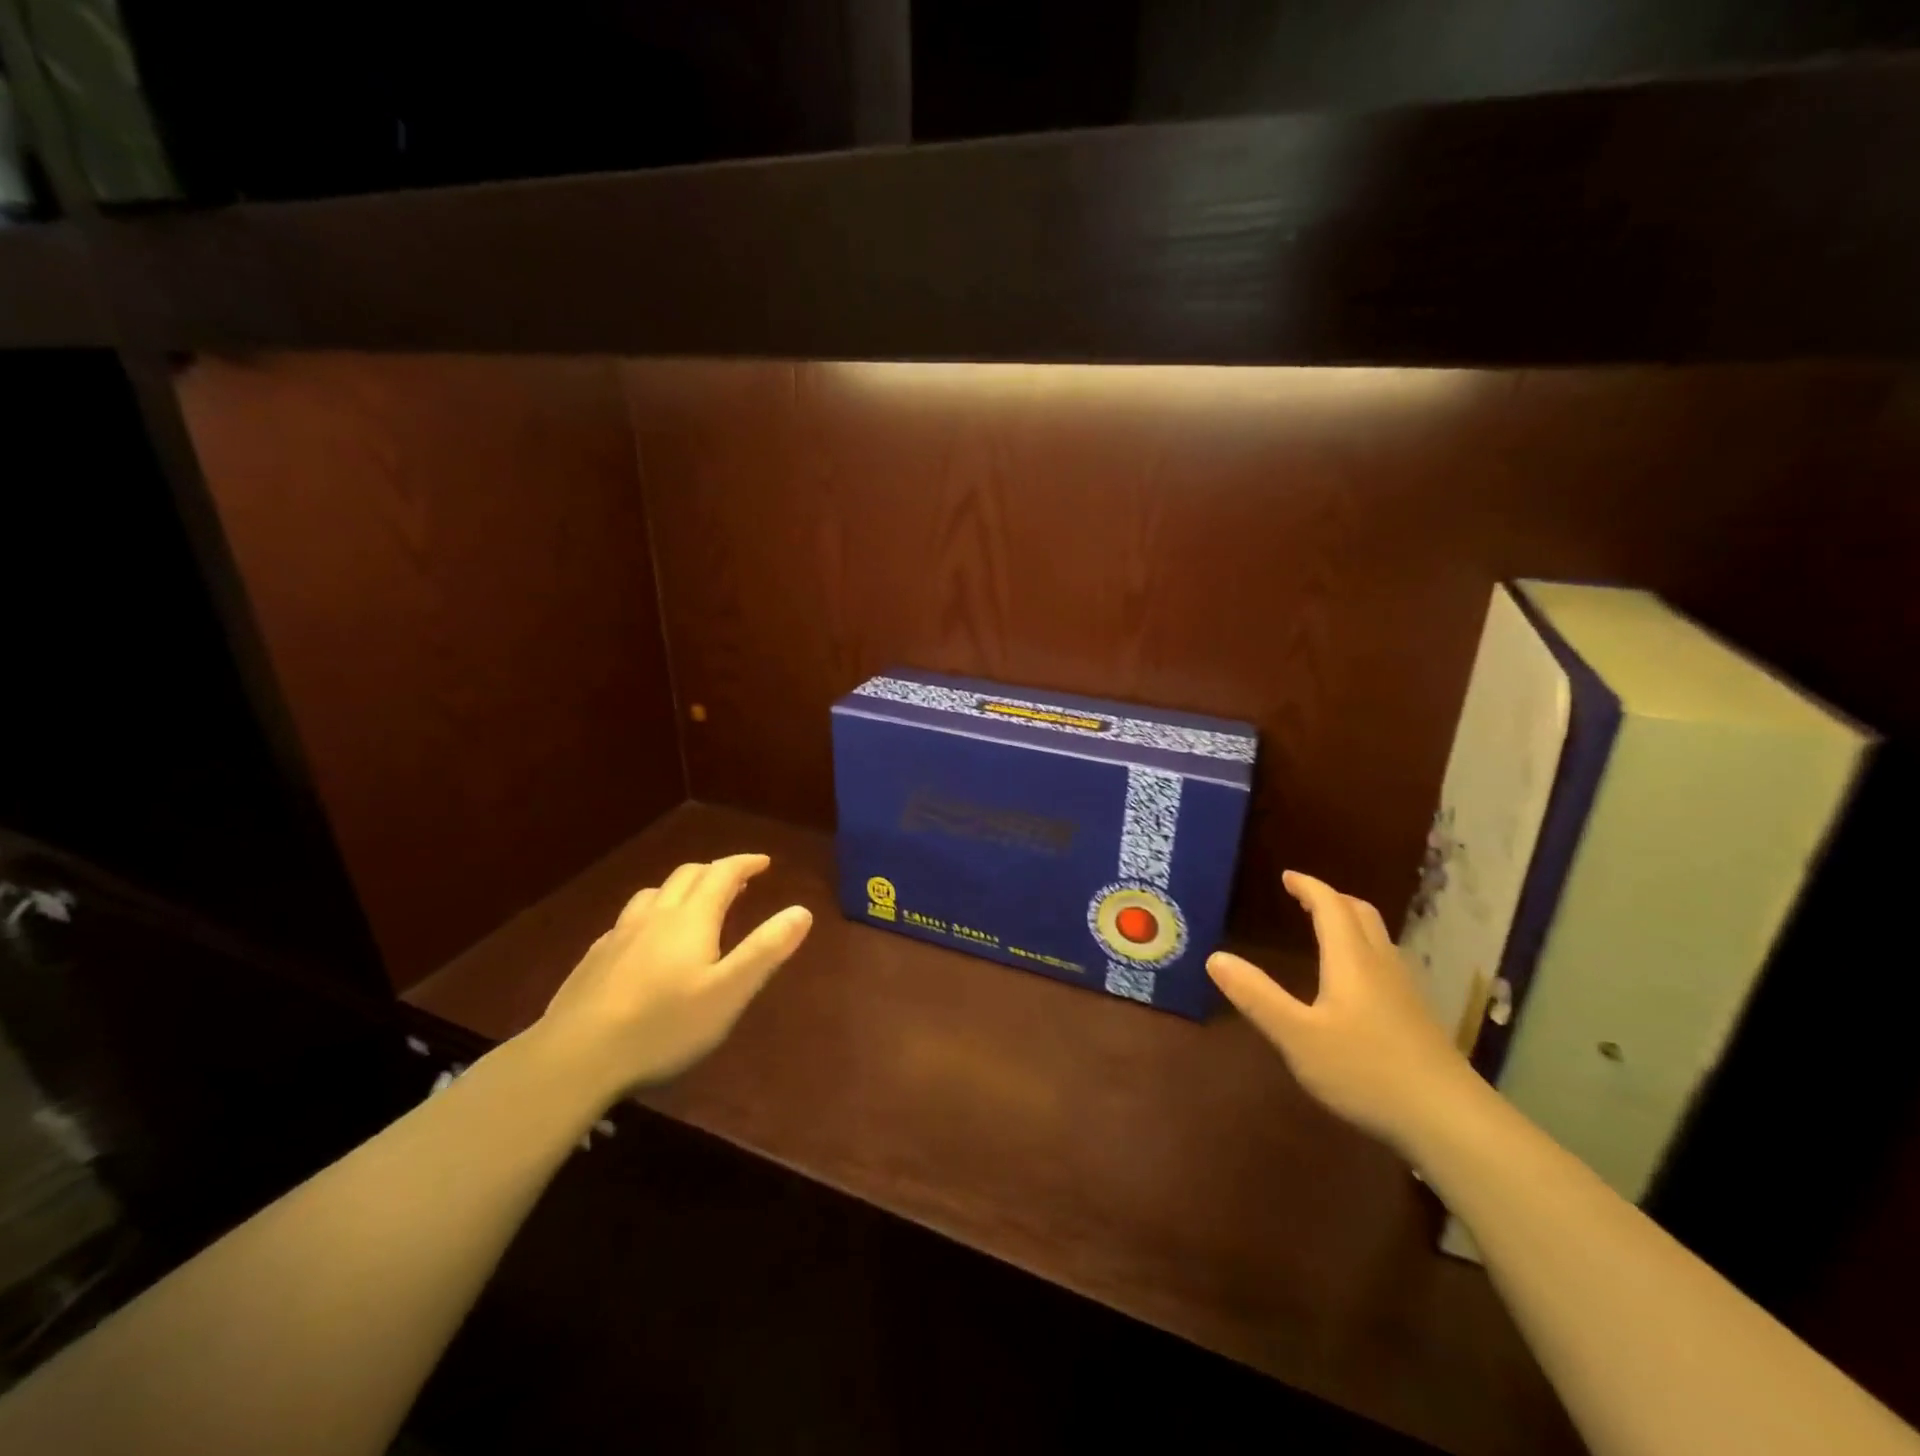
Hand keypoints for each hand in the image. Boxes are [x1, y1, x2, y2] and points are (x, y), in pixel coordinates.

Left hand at [535, 854, 811, 1098]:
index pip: (722, 874)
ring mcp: (620, 935)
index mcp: (691, 919)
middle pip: (687, 876)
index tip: (764, 861)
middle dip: (716, 871)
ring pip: (654, 894)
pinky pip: (629, 920)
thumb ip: (766, 949)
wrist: (575, 1056)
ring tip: (693, 902)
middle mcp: (655, 916)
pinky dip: (651, 915)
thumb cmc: (664, 1025)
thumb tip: (802, 910)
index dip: (745, 863)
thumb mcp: (729, 992)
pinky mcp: (595, 958)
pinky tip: (646, 939)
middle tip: (737, 880)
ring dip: (681, 888)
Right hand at [1208, 870, 1481, 1155]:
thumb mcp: (1297, 1036)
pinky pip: (1386, 962)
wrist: (1450, 1121)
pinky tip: (1356, 981)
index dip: (1308, 887)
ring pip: (1378, 939)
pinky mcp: (1417, 1017)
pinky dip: (1364, 950)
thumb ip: (1256, 997)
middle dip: (1332, 899)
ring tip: (1327, 930)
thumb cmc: (1366, 1072)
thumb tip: (1215, 957)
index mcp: (1351, 961)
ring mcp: (1405, 991)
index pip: (1330, 907)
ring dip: (1350, 923)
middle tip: (1304, 898)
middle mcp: (1381, 965)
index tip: (1287, 876)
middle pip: (1361, 915)